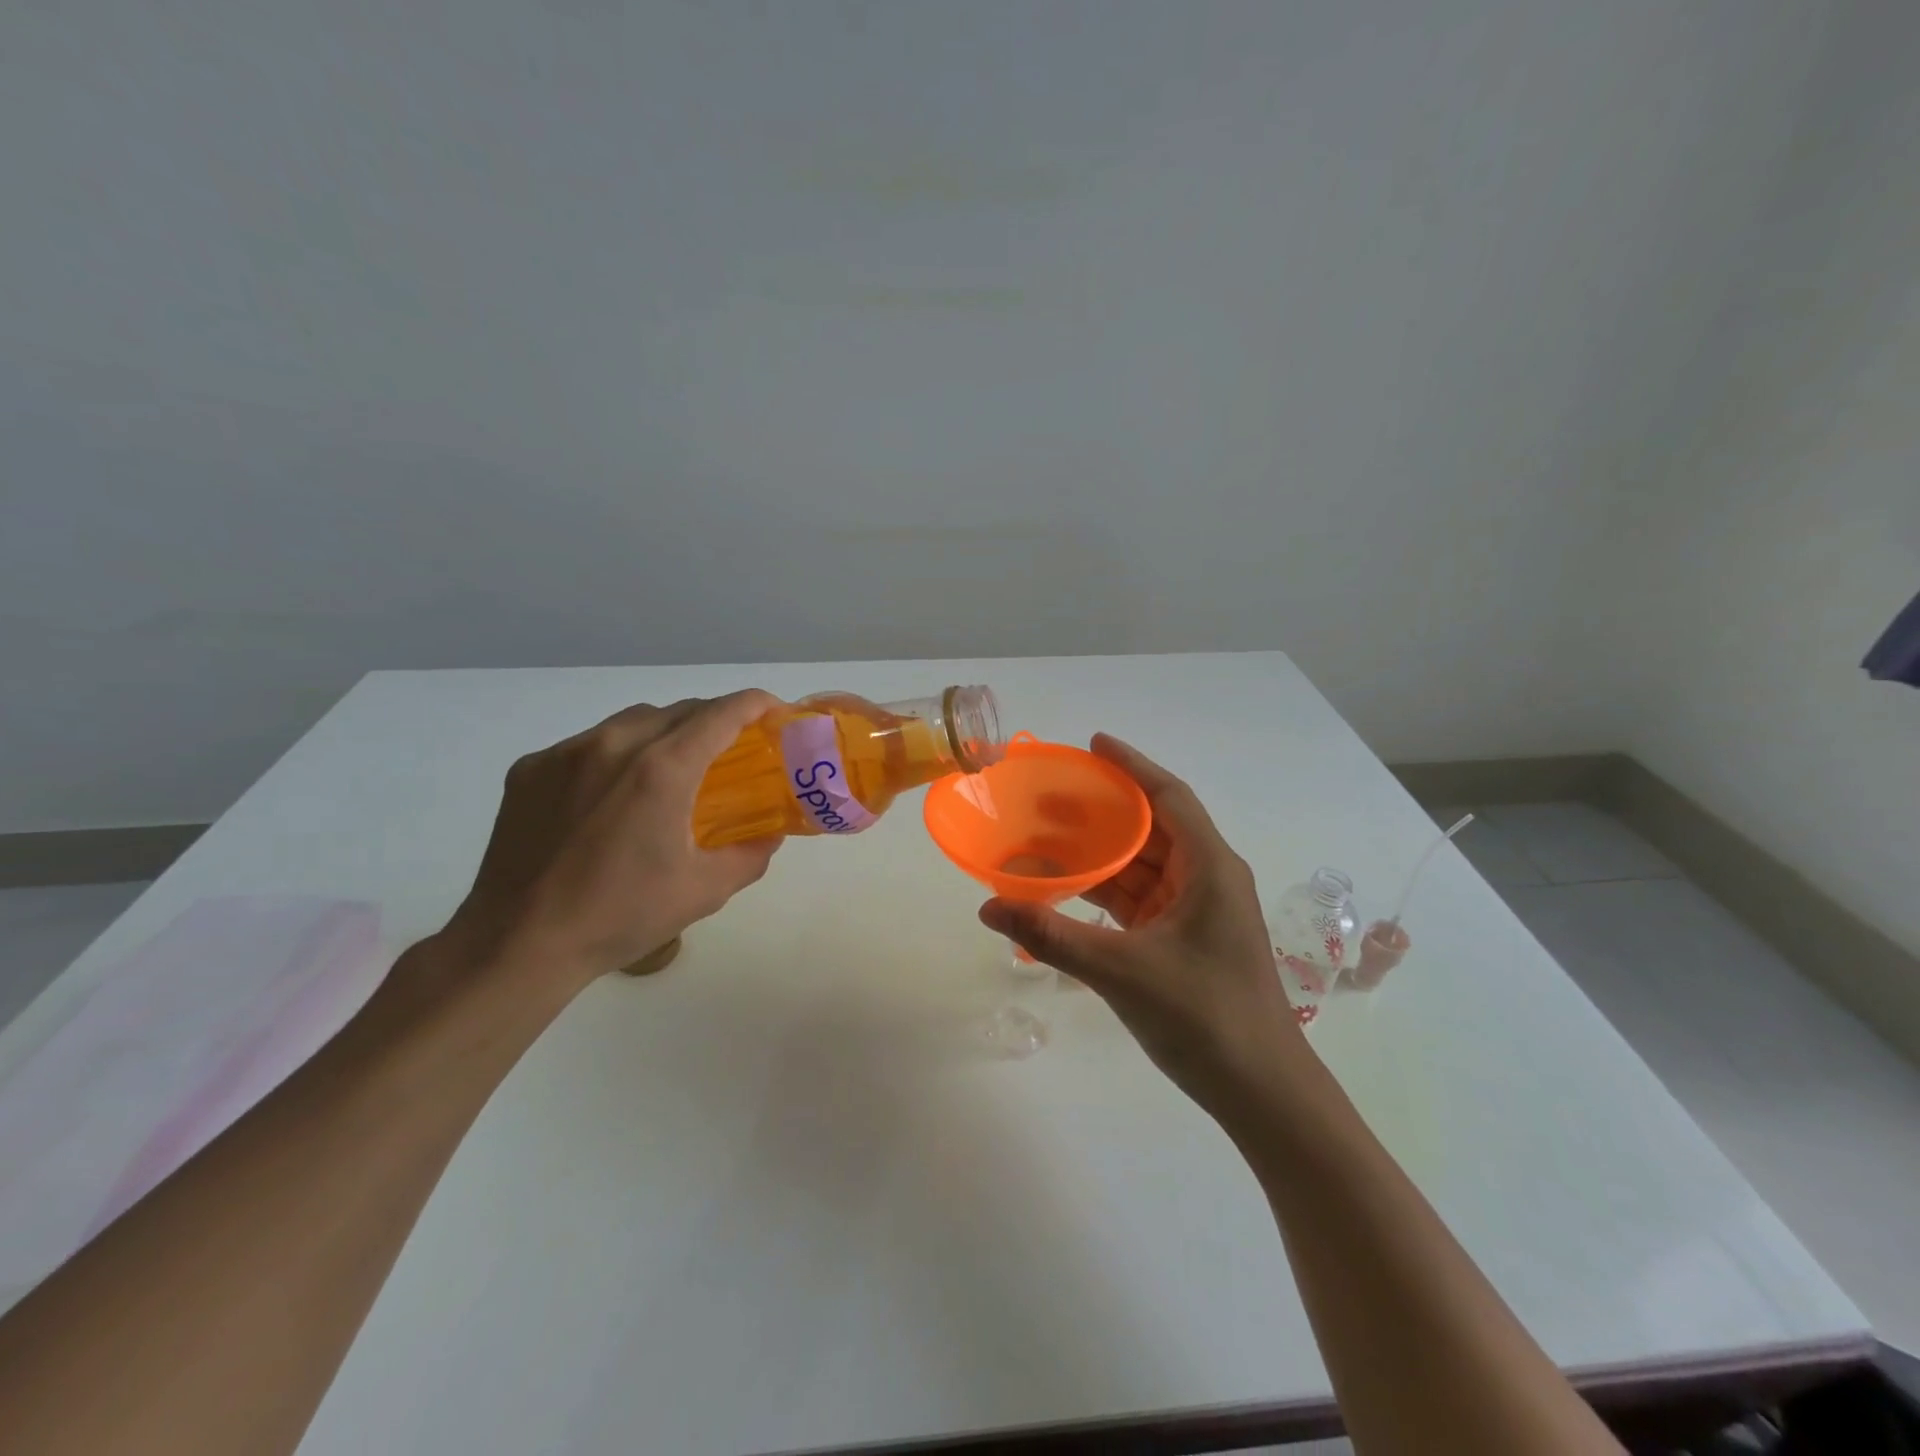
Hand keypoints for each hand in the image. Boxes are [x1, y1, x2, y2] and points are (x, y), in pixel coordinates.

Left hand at [441, 691, 784, 995]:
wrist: (518, 944)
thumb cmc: (620, 916)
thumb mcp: (704, 890)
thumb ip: (750, 854)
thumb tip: (772, 833)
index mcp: (661, 769)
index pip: (722, 713)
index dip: (756, 704)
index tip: (775, 711)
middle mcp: (613, 744)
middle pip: (679, 710)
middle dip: (715, 719)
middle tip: (733, 749)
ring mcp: (565, 753)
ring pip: (632, 721)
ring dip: (666, 732)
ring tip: (674, 768)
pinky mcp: (530, 769)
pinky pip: (588, 744)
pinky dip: (616, 754)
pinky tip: (613, 795)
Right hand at [978, 734, 1300, 1111]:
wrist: (1262, 1094)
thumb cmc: (1205, 1018)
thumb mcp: (1122, 972)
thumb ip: (1053, 935)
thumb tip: (988, 906)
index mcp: (1208, 867)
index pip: (1168, 797)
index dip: (1131, 766)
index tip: (1092, 745)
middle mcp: (1206, 879)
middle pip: (1151, 827)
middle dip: (1102, 810)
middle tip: (1049, 796)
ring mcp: (1196, 912)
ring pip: (1142, 865)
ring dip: (1099, 853)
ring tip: (1045, 839)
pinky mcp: (1184, 941)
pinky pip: (1139, 899)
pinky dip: (1105, 890)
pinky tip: (1066, 889)